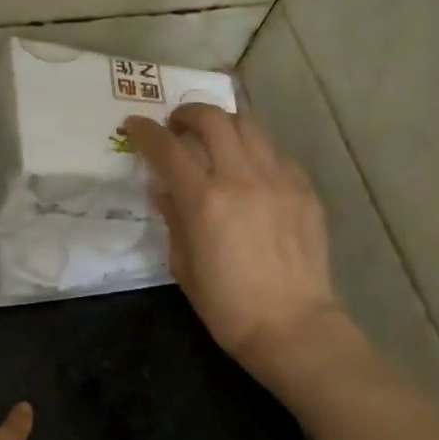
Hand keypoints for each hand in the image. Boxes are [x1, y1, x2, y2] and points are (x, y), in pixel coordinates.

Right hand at [124, 105, 357, 382]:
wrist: (291, 325)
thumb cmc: (227, 306)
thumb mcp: (184, 267)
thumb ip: (173, 221)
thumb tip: (165, 192)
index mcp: (204, 201)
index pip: (167, 149)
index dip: (145, 132)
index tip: (134, 125)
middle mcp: (241, 178)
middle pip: (212, 119)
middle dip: (188, 114)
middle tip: (177, 126)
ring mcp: (279, 179)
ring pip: (249, 125)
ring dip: (224, 124)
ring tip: (215, 139)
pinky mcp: (304, 188)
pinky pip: (275, 153)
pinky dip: (255, 151)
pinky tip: (250, 172)